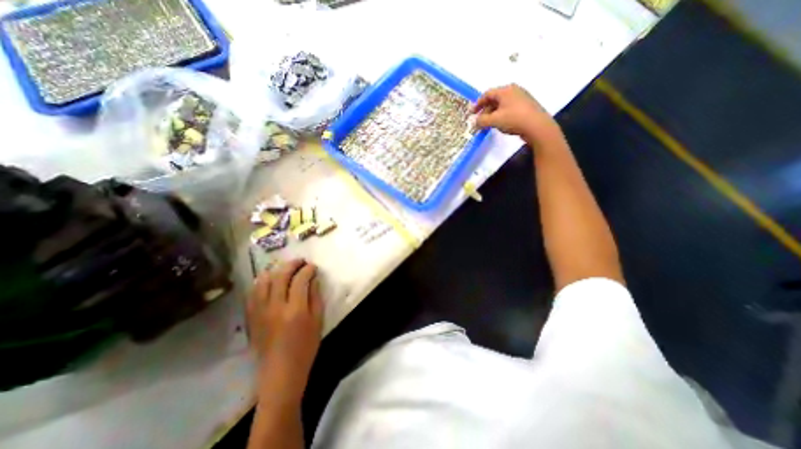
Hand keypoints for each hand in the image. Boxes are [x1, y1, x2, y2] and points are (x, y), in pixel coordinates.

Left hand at [245, 260, 321, 403]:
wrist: (280, 372)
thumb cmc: (306, 347)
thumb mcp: (318, 321)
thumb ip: (316, 297)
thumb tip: (313, 279)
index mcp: (296, 309)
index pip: (301, 279)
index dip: (308, 269)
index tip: (313, 267)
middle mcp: (275, 307)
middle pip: (281, 276)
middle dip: (292, 264)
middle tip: (301, 262)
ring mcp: (260, 312)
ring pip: (263, 281)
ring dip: (275, 270)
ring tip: (285, 269)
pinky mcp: (251, 317)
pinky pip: (253, 293)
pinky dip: (262, 282)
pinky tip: (269, 281)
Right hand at [474, 84, 561, 149]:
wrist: (537, 126)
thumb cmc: (514, 119)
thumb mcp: (494, 120)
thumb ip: (481, 120)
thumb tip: (475, 121)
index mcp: (505, 90)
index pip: (487, 94)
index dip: (477, 104)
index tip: (471, 113)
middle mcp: (514, 91)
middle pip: (494, 99)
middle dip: (485, 111)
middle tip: (480, 122)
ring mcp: (521, 98)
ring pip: (502, 105)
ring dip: (493, 115)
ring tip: (489, 125)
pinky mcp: (526, 107)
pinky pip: (509, 109)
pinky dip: (501, 116)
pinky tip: (500, 124)